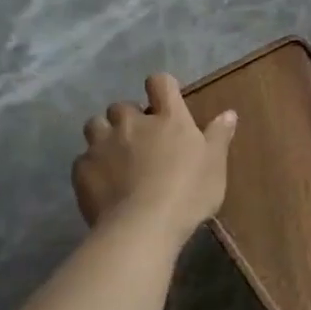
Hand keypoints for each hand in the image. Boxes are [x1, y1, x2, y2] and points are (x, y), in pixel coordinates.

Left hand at [73, 73, 236, 234]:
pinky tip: (103, 184)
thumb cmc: (188, 192)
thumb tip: (228, 113)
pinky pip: (83, 158)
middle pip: (122, 106)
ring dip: (105, 135)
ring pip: (95, 125)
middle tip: (141, 139)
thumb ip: (218, 136)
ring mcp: (102, 144)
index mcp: (168, 118)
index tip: (165, 101)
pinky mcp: (82, 168)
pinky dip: (93, 166)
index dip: (161, 87)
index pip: (160, 83)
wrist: (143, 226)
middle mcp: (132, 123)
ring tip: (115, 156)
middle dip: (129, 118)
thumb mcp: (215, 165)